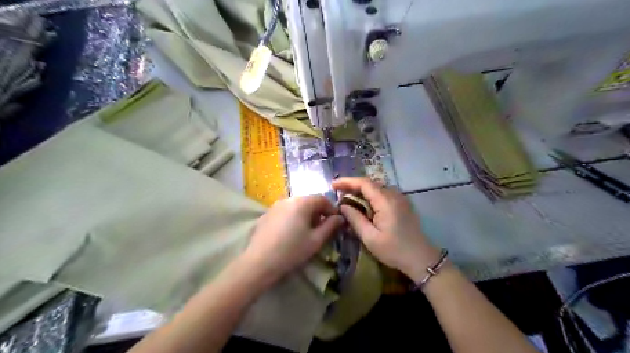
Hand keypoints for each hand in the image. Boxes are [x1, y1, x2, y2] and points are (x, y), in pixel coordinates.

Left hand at [245, 195, 343, 284]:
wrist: (260, 262)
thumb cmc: (292, 250)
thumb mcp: (316, 240)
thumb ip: (330, 226)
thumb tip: (340, 218)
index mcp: (302, 202)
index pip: (322, 199)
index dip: (331, 209)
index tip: (336, 222)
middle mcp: (288, 199)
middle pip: (308, 201)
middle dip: (318, 212)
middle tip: (322, 227)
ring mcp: (275, 205)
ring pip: (296, 206)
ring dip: (305, 214)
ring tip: (306, 231)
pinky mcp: (266, 214)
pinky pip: (285, 211)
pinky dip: (292, 217)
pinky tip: (290, 232)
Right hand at [332, 177, 439, 280]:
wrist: (421, 259)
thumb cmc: (394, 250)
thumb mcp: (370, 237)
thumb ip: (355, 219)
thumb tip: (342, 206)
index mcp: (386, 201)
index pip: (364, 183)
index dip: (347, 181)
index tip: (333, 184)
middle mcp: (394, 195)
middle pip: (370, 183)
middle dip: (352, 185)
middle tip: (337, 191)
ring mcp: (400, 198)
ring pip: (377, 188)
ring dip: (361, 190)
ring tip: (346, 196)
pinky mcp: (402, 204)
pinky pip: (383, 194)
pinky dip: (370, 195)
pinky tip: (363, 203)